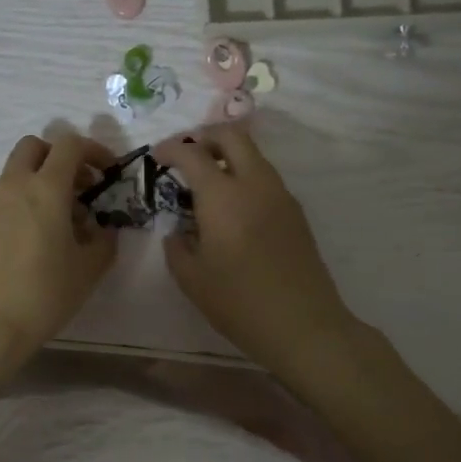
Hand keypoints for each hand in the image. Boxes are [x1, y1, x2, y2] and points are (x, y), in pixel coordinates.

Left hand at [0, 134, 118, 368]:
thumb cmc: (45, 294)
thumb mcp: (89, 269)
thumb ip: (104, 239)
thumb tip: (102, 227)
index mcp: (45, 189)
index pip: (69, 145)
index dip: (93, 150)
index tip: (106, 173)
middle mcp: (14, 186)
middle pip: (34, 146)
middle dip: (59, 157)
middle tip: (79, 186)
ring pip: (16, 172)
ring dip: (40, 180)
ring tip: (61, 219)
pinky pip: (4, 196)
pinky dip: (23, 200)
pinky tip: (35, 237)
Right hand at [155, 126, 358, 378]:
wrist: (304, 325)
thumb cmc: (239, 303)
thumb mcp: (191, 279)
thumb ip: (177, 246)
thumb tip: (178, 230)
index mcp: (223, 196)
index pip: (192, 154)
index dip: (170, 149)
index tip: (156, 157)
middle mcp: (254, 184)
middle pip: (231, 136)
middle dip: (204, 137)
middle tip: (185, 155)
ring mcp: (280, 195)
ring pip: (253, 154)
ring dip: (227, 155)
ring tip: (206, 181)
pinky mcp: (295, 212)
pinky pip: (265, 177)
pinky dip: (244, 175)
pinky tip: (232, 206)